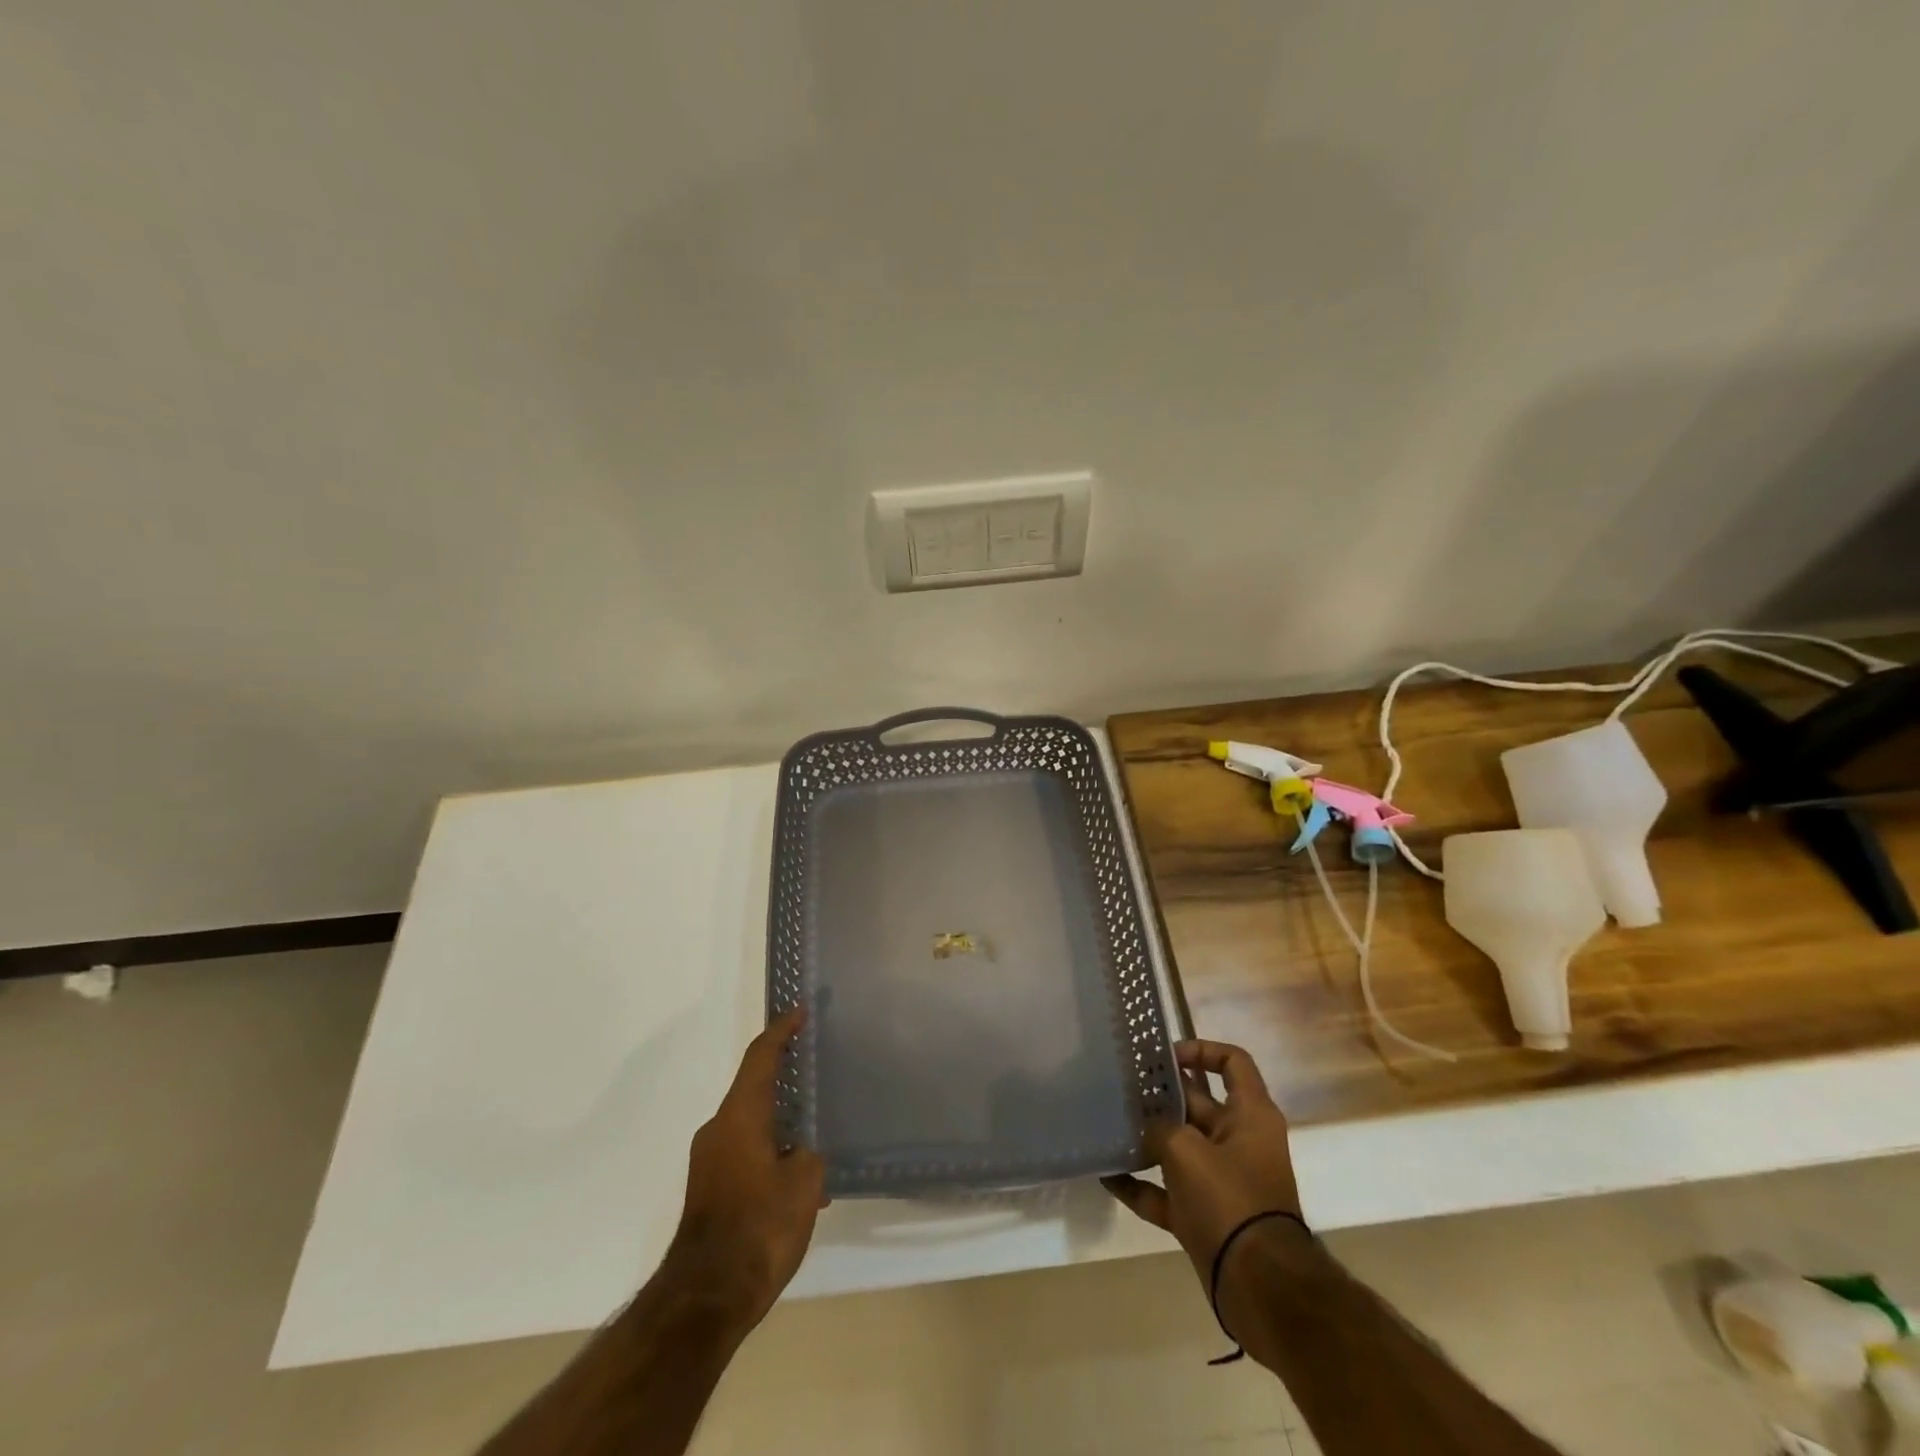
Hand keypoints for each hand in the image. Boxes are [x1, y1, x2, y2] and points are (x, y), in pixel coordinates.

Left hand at [667, 1009, 827, 1327]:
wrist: (705, 1299)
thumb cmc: (759, 1228)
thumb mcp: (804, 1185)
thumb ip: (809, 1155)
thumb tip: (801, 1153)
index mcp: (740, 1115)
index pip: (761, 1057)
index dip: (781, 1031)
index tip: (799, 1011)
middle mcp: (719, 1129)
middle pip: (754, 1087)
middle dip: (784, 1076)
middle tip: (814, 1068)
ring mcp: (710, 1160)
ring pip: (751, 1123)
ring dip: (780, 1122)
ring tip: (816, 1133)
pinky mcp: (709, 1189)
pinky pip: (745, 1151)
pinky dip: (771, 1151)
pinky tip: (800, 1182)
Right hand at [1102, 1039, 1302, 1279]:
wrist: (1259, 1286)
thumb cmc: (1229, 1199)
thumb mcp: (1187, 1150)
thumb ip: (1160, 1125)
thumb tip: (1145, 1121)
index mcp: (1250, 1114)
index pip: (1232, 1062)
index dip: (1200, 1049)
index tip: (1164, 1056)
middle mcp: (1239, 1140)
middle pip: (1199, 1102)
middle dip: (1162, 1093)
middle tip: (1123, 1084)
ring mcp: (1223, 1180)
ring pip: (1181, 1146)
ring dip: (1149, 1137)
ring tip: (1111, 1123)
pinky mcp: (1206, 1214)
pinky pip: (1169, 1190)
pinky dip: (1142, 1184)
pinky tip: (1107, 1175)